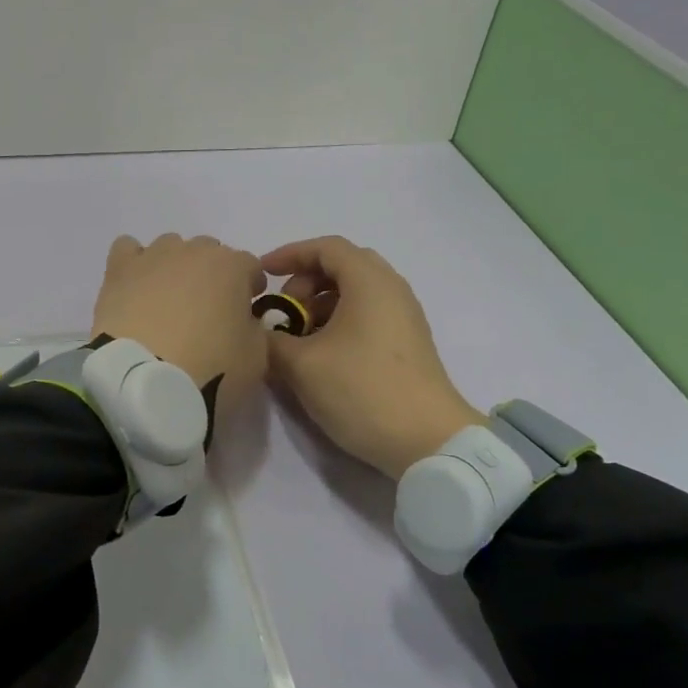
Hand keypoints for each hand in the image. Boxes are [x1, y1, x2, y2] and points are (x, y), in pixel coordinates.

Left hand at [91, 234, 269, 393]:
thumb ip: (255, 330)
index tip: (245, 311)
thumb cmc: (210, 369)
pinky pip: (127, 249)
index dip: (250, 287)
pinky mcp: (119, 270)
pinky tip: (135, 287)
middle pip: (209, 252)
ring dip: (174, 267)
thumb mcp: (256, 358)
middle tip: (205, 311)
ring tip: (166, 301)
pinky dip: (134, 264)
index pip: (250, 266)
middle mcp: (193, 251)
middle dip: (212, 275)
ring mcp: (153, 256)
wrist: (146, 380)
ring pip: (170, 247)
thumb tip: (243, 322)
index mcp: (233, 267)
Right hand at [261, 236, 484, 478]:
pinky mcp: (407, 344)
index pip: (326, 247)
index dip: (289, 254)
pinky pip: (368, 315)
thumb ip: (271, 340)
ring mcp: (404, 317)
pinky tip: (321, 354)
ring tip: (297, 337)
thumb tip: (262, 332)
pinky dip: (339, 321)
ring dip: (321, 304)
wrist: (426, 440)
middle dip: (305, 281)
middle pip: (343, 266)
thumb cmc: (361, 390)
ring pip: (355, 293)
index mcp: (369, 282)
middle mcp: (391, 290)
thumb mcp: (302, 365)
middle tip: (283, 310)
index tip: (262, 274)